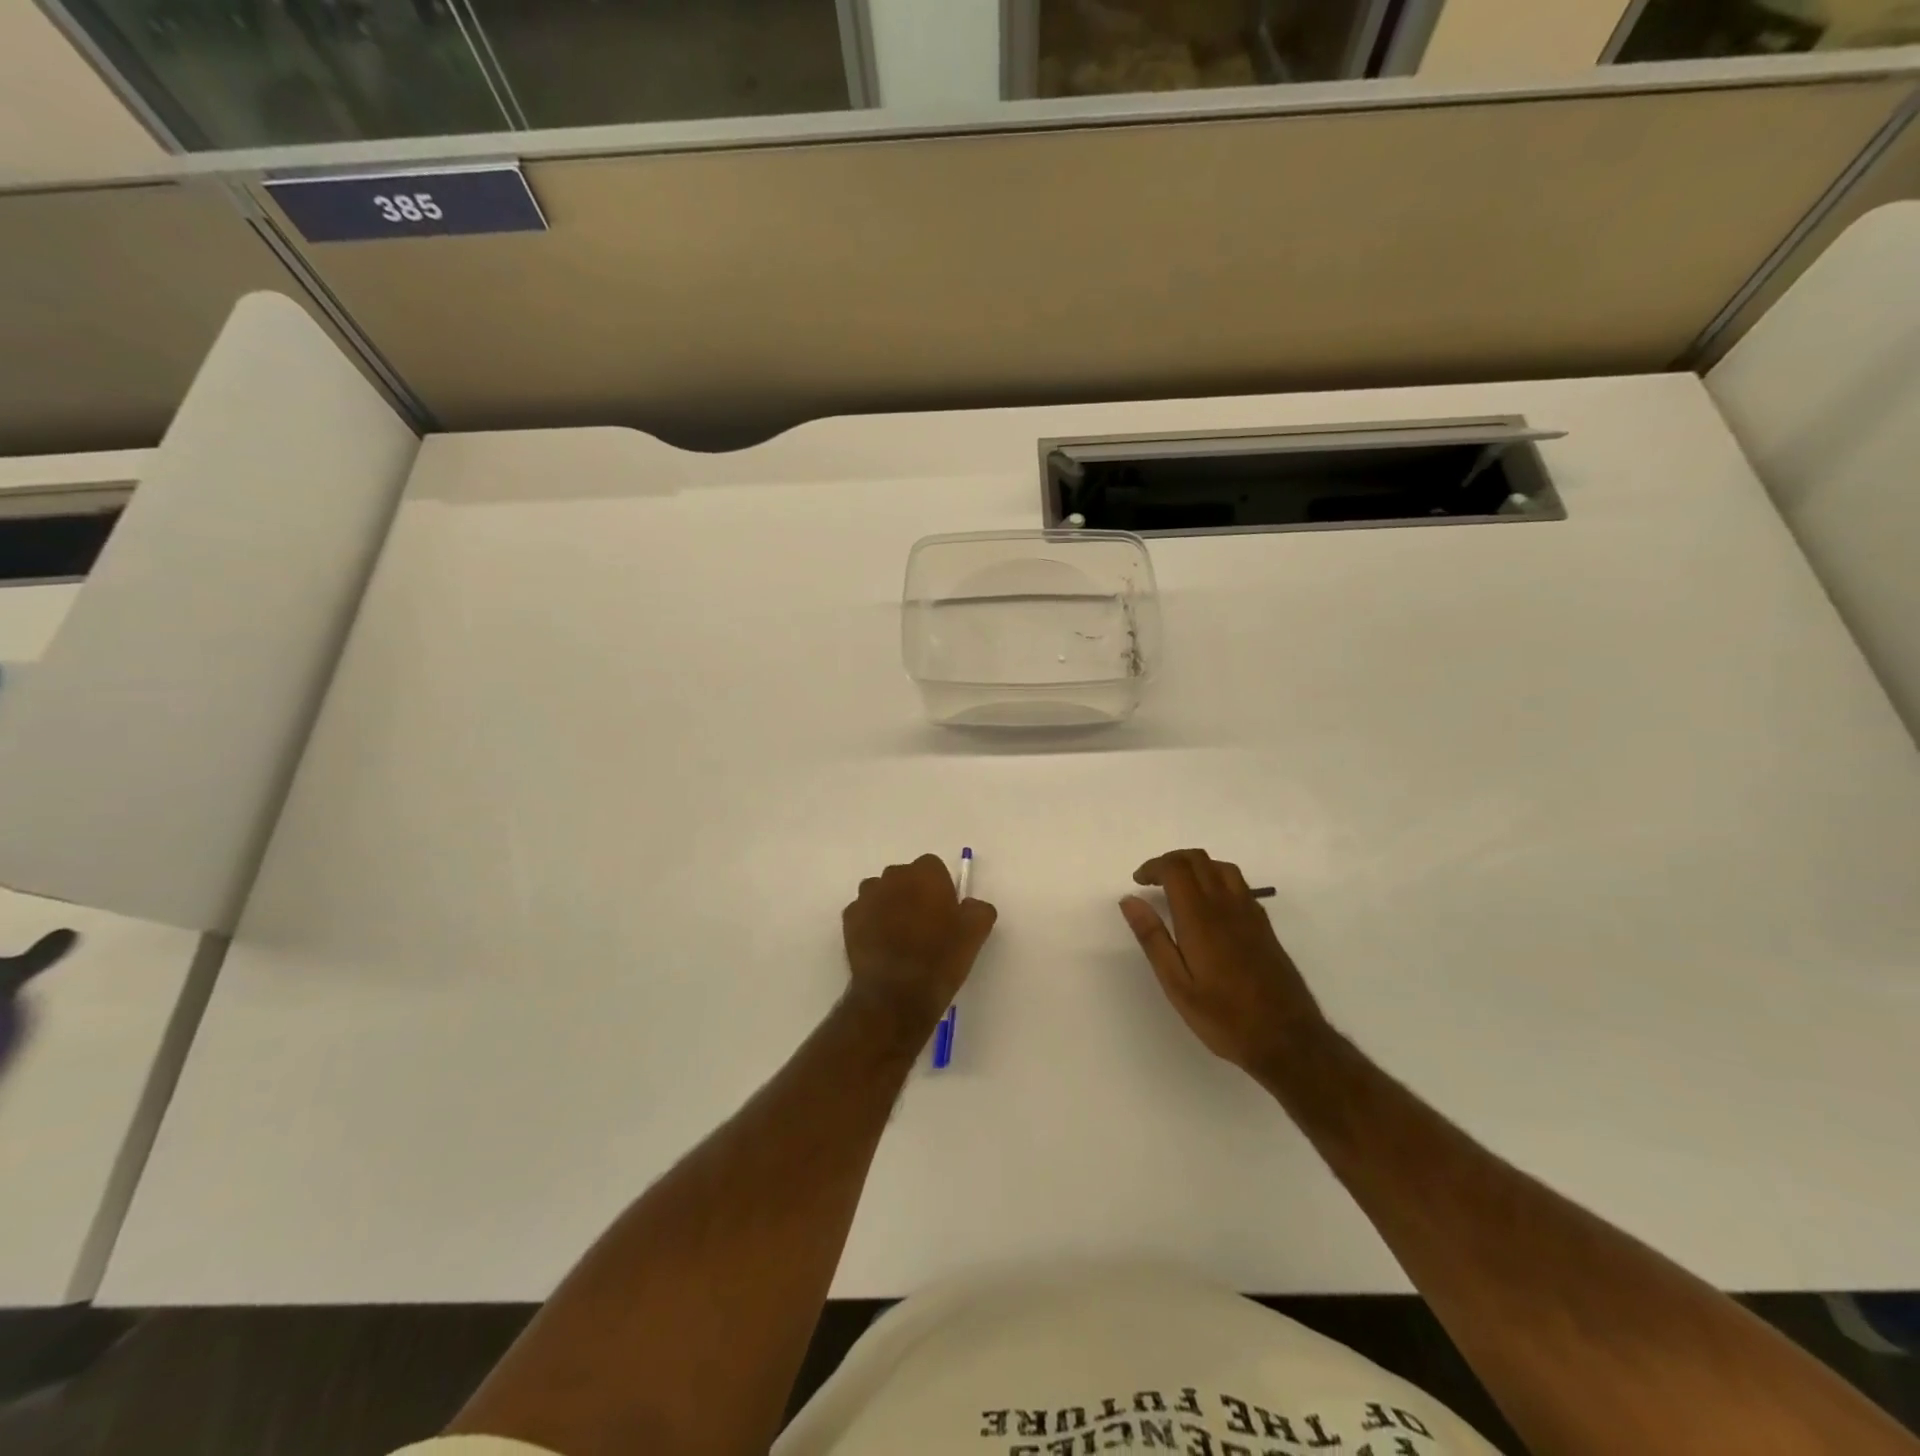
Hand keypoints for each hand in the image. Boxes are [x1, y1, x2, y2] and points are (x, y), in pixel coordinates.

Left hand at [842, 854, 996, 1034]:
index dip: (939, 889)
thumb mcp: (975, 934)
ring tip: (899, 937)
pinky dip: (871, 923)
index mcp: (925, 873)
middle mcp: (893, 876)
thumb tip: (971, 905)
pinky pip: (863, 913)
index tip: (944, 913)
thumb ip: (978, 909)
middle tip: (924, 925)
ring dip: (889, 906)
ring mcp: (867, 896)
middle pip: (905, 878)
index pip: (933, 868)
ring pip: (881, 893)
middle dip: (912, 894)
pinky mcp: (849, 919)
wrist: (895, 994)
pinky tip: (881, 947)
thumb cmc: (940, 958)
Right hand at [1120, 849, 1325, 1079]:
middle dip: (1171, 860)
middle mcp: (1227, 906)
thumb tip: (1130, 900)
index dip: (1153, 866)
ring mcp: (1250, 913)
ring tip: (1178, 888)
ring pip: (1221, 867)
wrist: (1287, 1039)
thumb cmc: (1224, 1016)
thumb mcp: (1177, 984)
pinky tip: (1209, 906)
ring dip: (1196, 867)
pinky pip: (1238, 884)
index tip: (1138, 881)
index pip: (1176, 868)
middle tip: (1152, 881)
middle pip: (1198, 859)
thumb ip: (1153, 938)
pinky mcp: (1264, 926)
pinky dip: (1216, 879)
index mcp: (1200, 918)